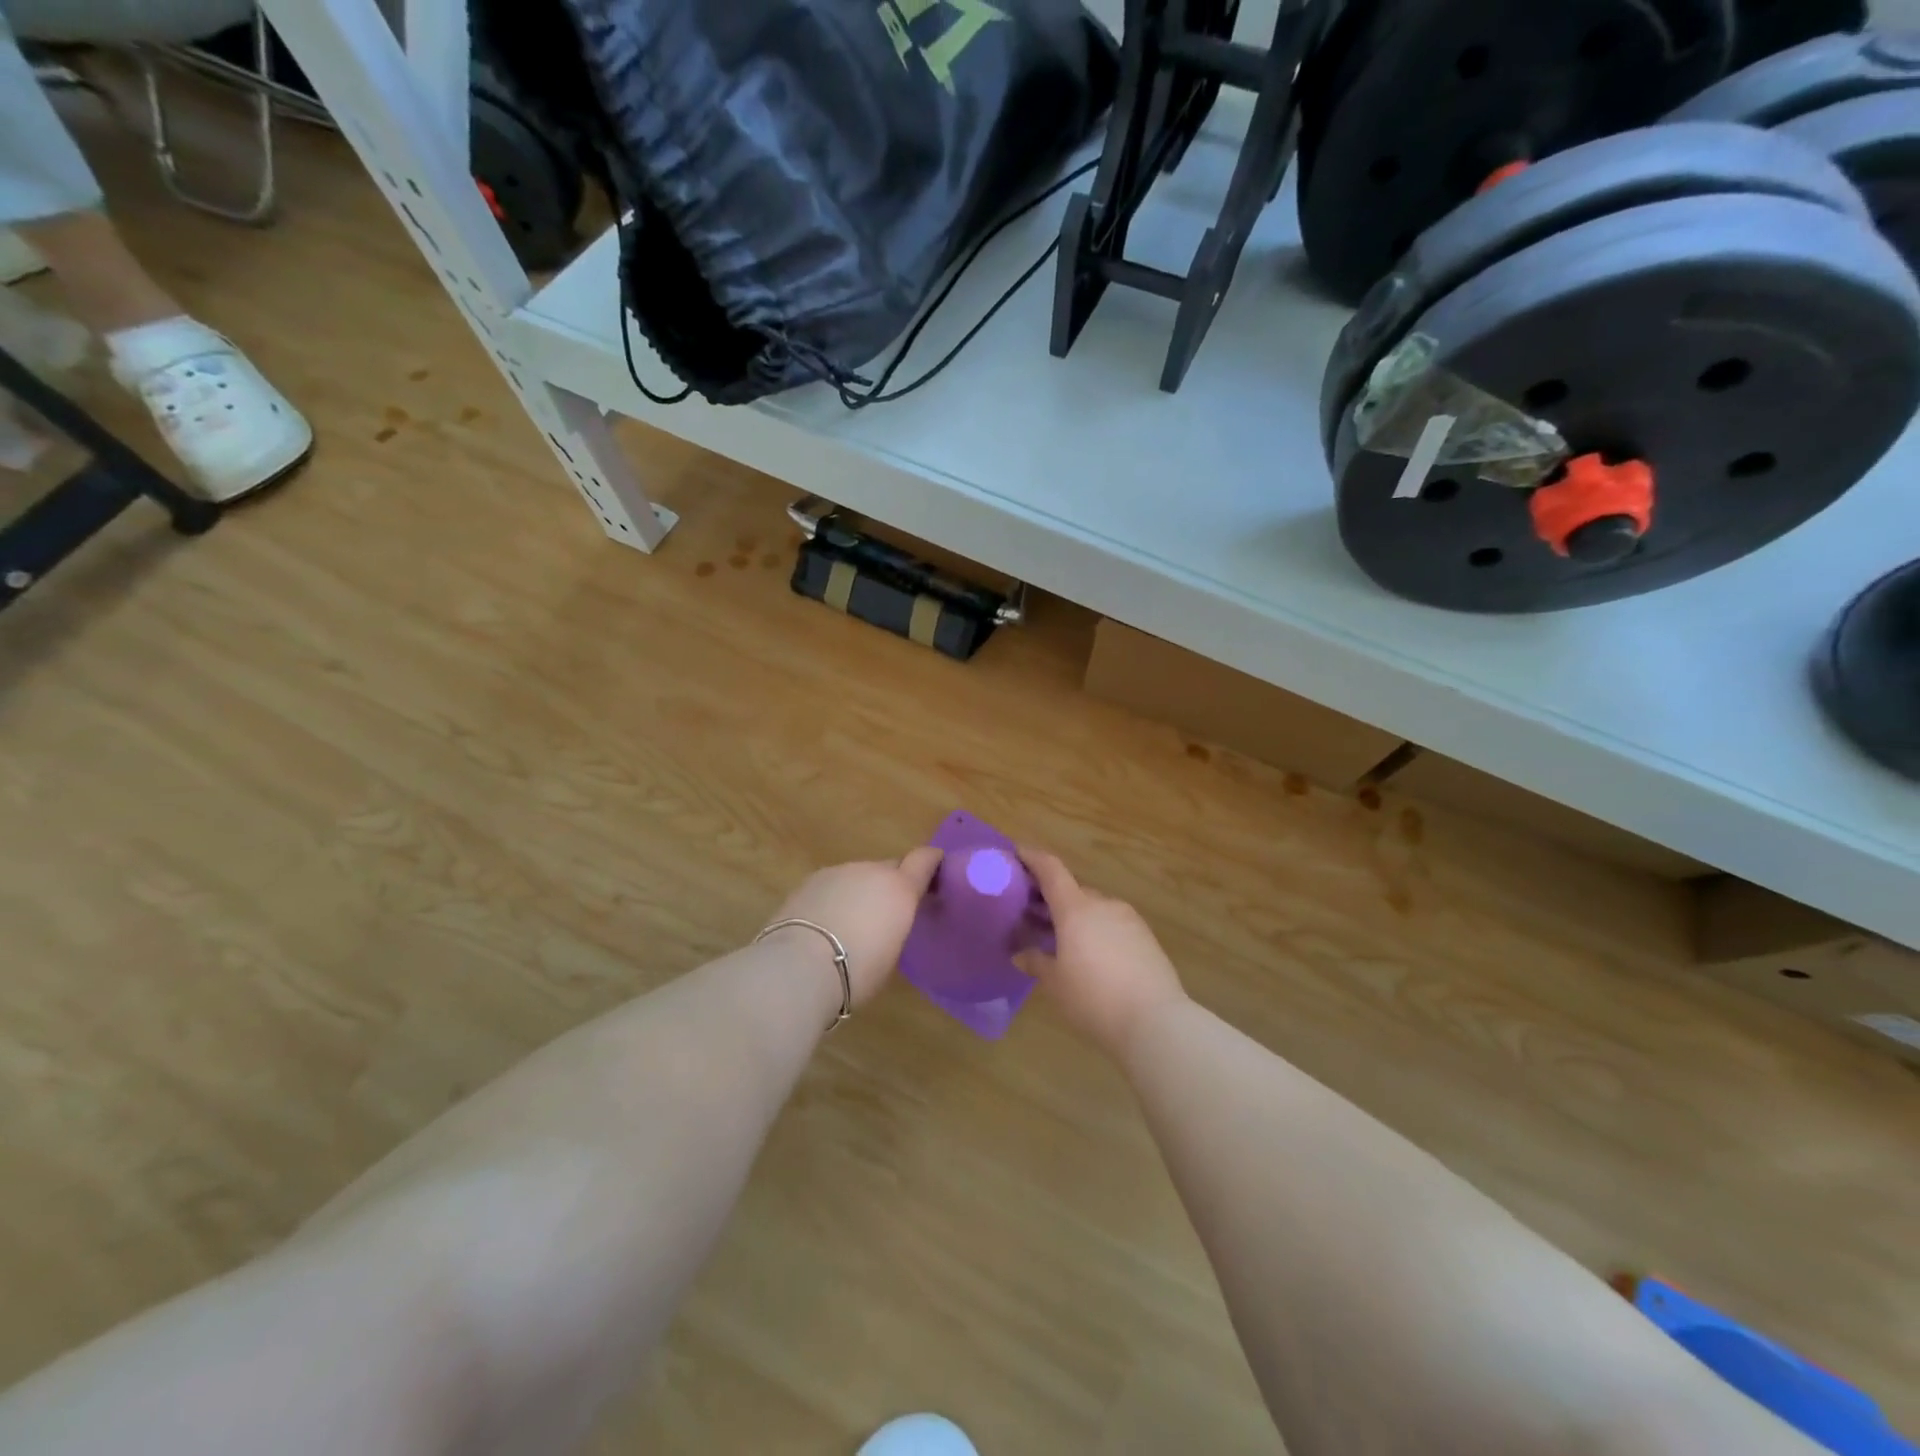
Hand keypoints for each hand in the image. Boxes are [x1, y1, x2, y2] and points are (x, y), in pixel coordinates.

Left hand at [764, 847, 943, 1005]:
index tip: (936, 870)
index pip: (925, 859)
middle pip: (889, 868)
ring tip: (848, 925)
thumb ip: (895, 925)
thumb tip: (887, 920)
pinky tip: (823, 925)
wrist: (798, 967)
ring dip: (859, 892)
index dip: (931, 862)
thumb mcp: (891, 954)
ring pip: (858, 877)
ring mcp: (838, 872)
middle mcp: (872, 871)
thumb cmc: (857, 971)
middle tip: (885, 914)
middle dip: (890, 885)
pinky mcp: (809, 880)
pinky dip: (834, 898)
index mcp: (900, 889)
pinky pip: (832, 885)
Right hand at [1016, 849, 1188, 1058]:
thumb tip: (1021, 954)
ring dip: (1076, 917)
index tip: (1018, 853)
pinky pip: (1113, 924)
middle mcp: (1103, 904)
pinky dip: (1097, 930)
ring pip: (1095, 908)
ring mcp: (1129, 919)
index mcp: (1076, 909)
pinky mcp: (1146, 938)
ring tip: (1062, 939)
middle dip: (1052, 898)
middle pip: (1072, 891)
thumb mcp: (1056, 984)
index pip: (1051, 870)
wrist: (1155, 1021)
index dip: (1033, 858)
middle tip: (1033, 914)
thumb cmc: (1094, 998)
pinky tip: (1093, 956)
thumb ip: (1037, 963)